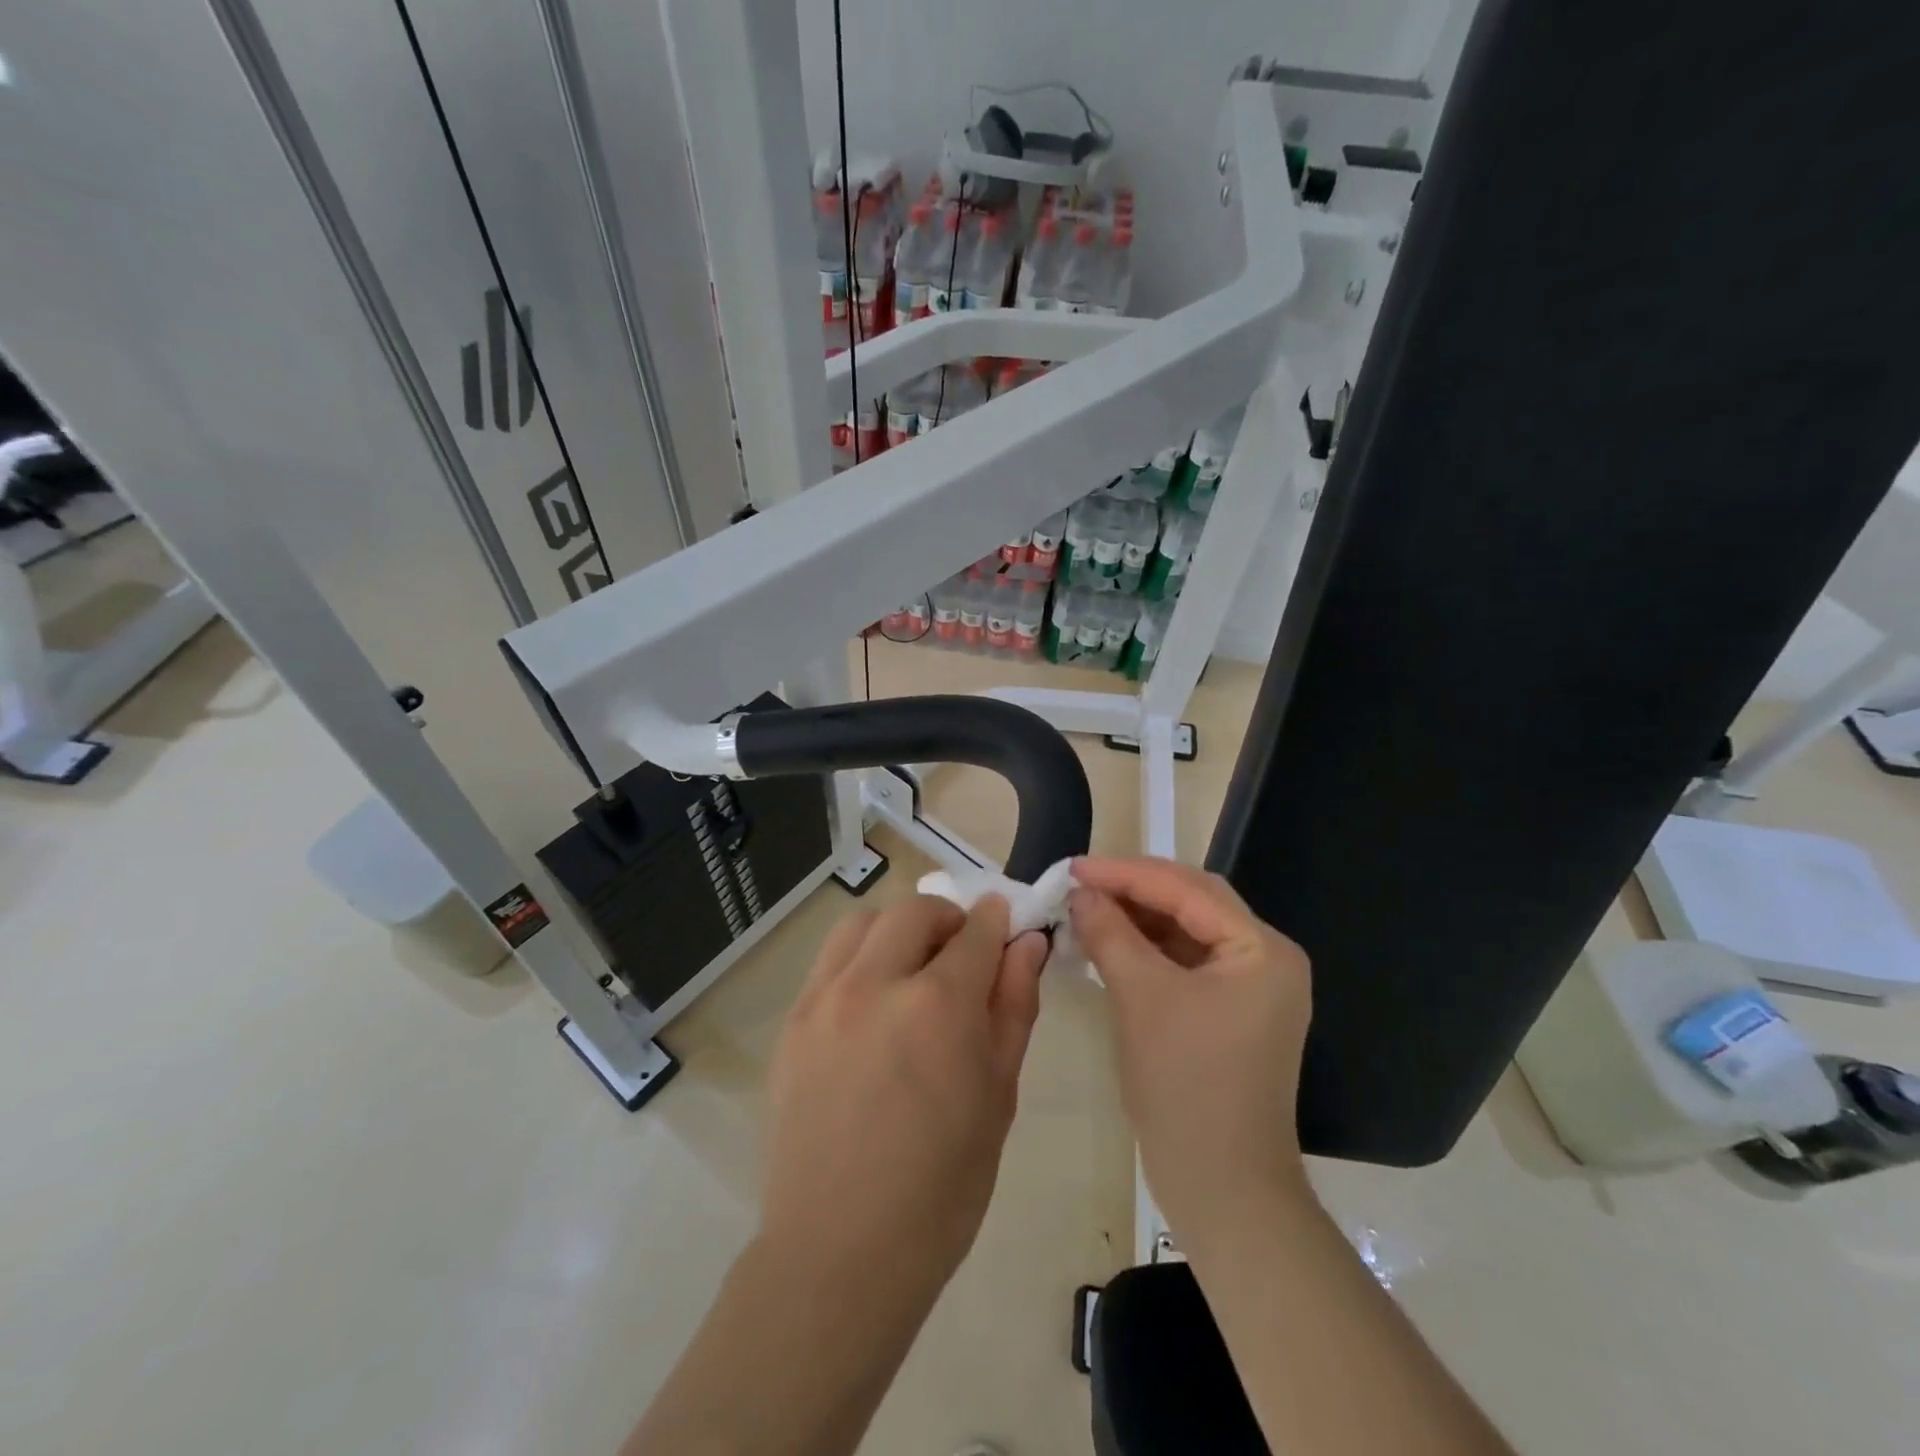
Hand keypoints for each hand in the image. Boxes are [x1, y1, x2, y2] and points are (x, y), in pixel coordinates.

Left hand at [760, 895, 1049, 1297]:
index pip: (976, 931)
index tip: (1006, 927)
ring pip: (863, 922)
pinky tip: (871, 1004)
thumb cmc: (941, 1187)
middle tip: (961, 955)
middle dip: (949, 920)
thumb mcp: (998, 1095)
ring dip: (897, 930)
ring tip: (911, 970)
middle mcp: (876, 984)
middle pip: (915, 911)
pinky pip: (829, 960)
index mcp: (938, 1006)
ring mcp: (824, 999)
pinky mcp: (792, 1021)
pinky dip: (859, 958)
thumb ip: (1013, 1006)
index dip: (997, 921)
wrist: (840, 1252)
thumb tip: (1027, 945)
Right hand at [1069, 856, 1313, 1250]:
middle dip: (1133, 888)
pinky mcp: (1230, 1011)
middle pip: (1192, 902)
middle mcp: (1265, 959)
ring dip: (1137, 917)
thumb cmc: (1186, 1086)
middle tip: (1080, 882)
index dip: (1126, 873)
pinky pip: (1184, 962)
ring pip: (1186, 930)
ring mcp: (1250, 987)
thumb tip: (1080, 893)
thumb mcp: (1141, 998)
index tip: (1074, 866)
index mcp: (1261, 949)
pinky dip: (1146, 949)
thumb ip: (1109, 933)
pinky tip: (1109, 943)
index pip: (1188, 889)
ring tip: (1087, 908)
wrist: (1222, 1189)